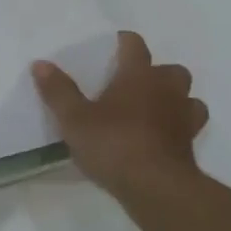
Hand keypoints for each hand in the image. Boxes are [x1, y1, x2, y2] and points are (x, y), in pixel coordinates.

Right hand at [32, 31, 208, 196]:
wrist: (156, 188)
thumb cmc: (113, 143)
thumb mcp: (73, 119)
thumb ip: (58, 90)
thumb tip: (40, 63)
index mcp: (138, 76)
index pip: (135, 46)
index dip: (125, 42)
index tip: (114, 44)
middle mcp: (166, 90)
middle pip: (171, 70)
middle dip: (157, 72)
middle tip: (134, 83)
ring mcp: (184, 118)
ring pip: (188, 97)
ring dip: (174, 98)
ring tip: (153, 109)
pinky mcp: (190, 145)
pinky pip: (189, 126)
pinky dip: (179, 126)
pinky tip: (162, 136)